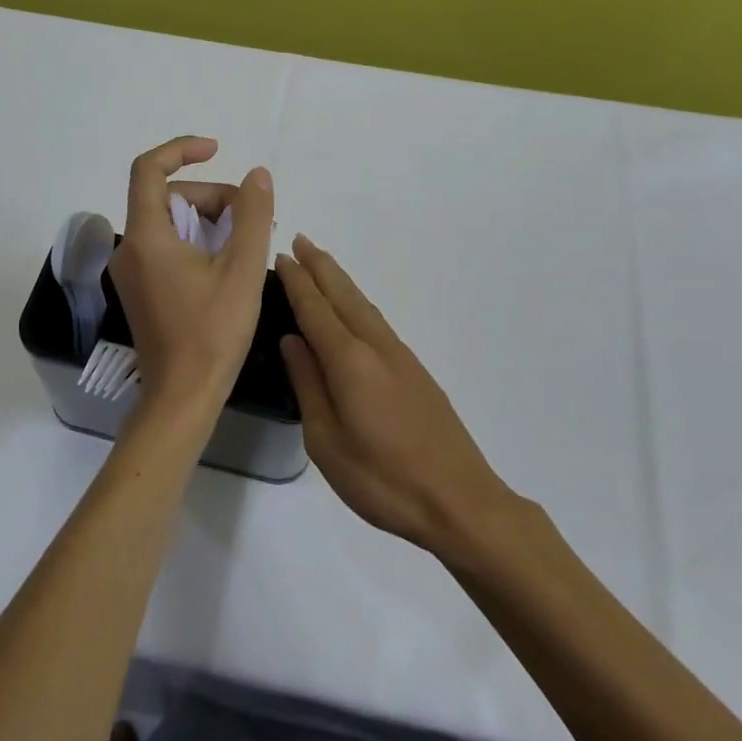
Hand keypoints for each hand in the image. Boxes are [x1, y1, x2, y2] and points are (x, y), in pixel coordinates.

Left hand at [108, 137, 273, 429]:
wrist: (182, 398)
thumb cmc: (212, 333)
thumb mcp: (242, 269)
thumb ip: (253, 215)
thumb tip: (257, 176)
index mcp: (147, 237)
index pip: (149, 169)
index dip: (182, 150)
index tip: (217, 150)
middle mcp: (130, 248)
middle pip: (169, 198)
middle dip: (212, 198)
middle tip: (254, 221)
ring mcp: (133, 271)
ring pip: (171, 223)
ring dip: (209, 221)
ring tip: (248, 244)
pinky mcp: (141, 289)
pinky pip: (167, 246)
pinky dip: (197, 242)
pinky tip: (228, 263)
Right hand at [277, 235, 514, 555]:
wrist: (460, 500)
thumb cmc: (383, 479)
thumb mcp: (327, 442)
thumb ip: (309, 385)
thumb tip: (293, 341)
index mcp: (349, 361)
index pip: (316, 309)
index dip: (297, 281)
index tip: (281, 254)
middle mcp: (376, 346)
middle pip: (343, 295)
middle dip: (320, 266)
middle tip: (300, 240)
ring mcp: (400, 356)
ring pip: (363, 305)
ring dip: (340, 280)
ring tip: (321, 263)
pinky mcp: (415, 370)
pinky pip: (376, 320)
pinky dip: (357, 302)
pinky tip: (353, 308)